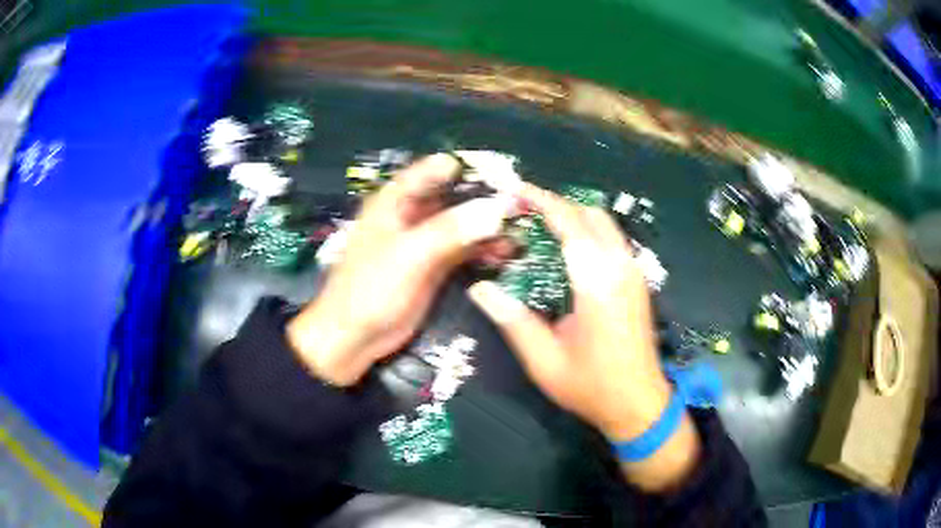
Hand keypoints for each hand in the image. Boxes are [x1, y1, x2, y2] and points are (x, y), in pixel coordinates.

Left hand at [288, 154, 513, 385]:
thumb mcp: (409, 254)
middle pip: (453, 196)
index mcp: (395, 201)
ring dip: (488, 226)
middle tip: (521, 203)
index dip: (467, 168)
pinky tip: (505, 252)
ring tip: (520, 230)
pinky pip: (464, 250)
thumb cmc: (370, 289)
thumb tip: (498, 208)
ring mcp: (424, 242)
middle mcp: (412, 215)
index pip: (433, 170)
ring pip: (462, 224)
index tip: (503, 173)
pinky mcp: (434, 266)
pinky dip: (483, 249)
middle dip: (485, 198)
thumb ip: (451, 229)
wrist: (354, 337)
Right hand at [468, 183, 699, 490]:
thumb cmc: (591, 386)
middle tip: (523, 211)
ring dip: (574, 217)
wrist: (639, 404)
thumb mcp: (544, 360)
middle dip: (557, 204)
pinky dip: (588, 232)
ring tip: (540, 227)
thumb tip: (479, 288)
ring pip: (605, 225)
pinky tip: (566, 251)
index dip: (541, 201)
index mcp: (597, 282)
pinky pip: (612, 241)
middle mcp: (620, 268)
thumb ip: (512, 320)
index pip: (569, 223)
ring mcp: (634, 273)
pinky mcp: (638, 282)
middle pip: (590, 214)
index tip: (515, 190)